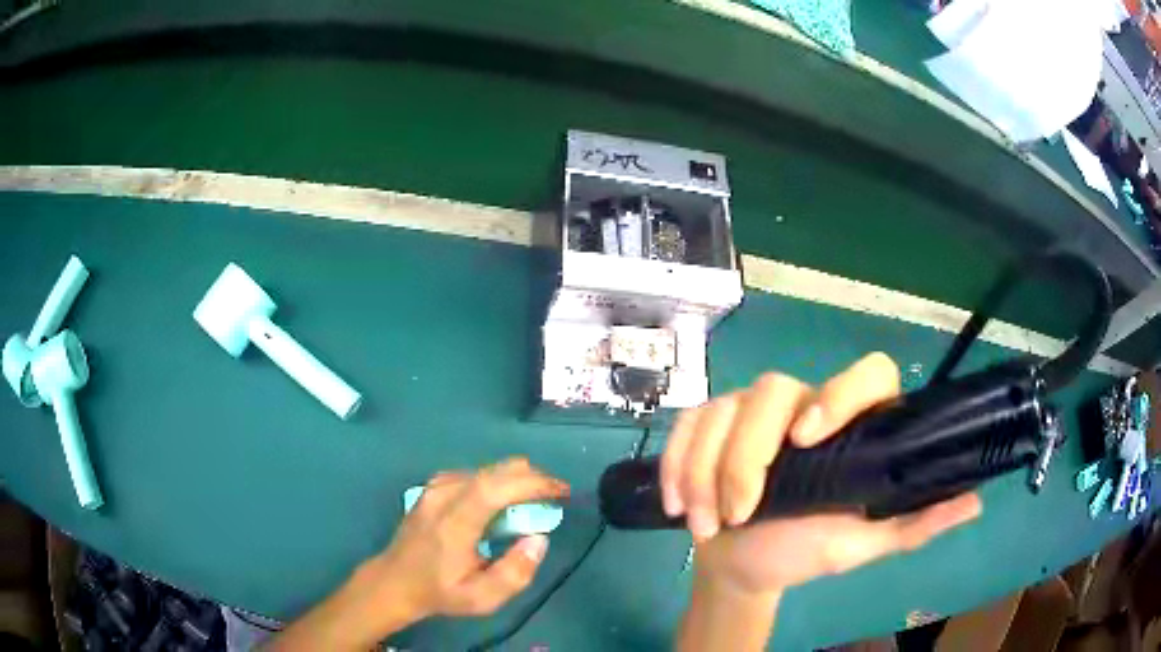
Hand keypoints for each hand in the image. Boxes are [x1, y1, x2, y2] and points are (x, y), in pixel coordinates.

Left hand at [267, 458, 568, 650]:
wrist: (395, 580)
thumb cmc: (440, 591)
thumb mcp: (482, 598)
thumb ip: (515, 573)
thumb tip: (539, 539)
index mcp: (454, 523)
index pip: (495, 487)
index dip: (532, 483)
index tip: (561, 491)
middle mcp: (443, 495)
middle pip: (495, 470)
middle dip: (532, 478)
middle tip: (554, 497)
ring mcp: (435, 487)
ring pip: (487, 469)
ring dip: (516, 480)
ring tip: (533, 503)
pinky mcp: (434, 485)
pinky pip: (475, 474)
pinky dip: (498, 481)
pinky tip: (503, 502)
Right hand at [662, 353, 981, 595]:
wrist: (742, 567)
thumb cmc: (804, 552)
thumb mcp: (863, 544)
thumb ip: (915, 524)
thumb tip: (975, 498)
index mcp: (851, 428)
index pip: (868, 374)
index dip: (842, 393)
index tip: (809, 439)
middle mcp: (804, 406)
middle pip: (774, 391)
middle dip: (746, 456)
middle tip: (738, 513)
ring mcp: (751, 412)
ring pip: (724, 409)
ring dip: (705, 470)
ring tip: (704, 525)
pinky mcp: (708, 424)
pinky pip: (687, 425)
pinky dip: (676, 463)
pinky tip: (676, 502)